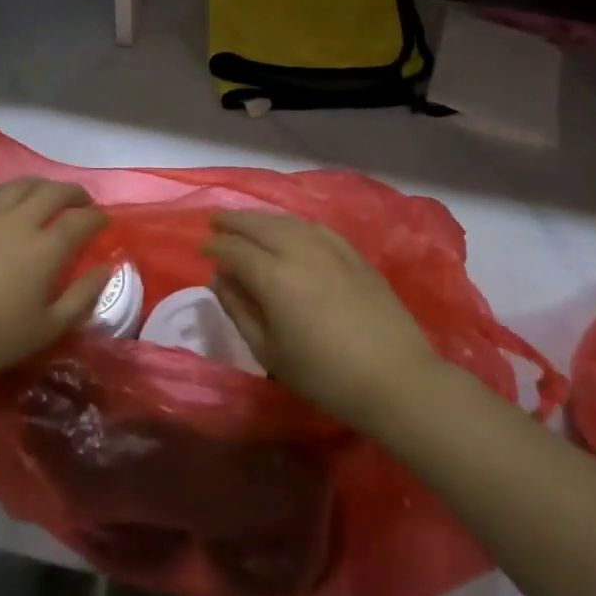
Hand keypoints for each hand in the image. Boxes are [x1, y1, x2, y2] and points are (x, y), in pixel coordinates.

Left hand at [0, 178, 108, 387]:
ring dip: (41, 187)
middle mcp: (19, 220)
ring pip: (20, 185)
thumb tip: (106, 268)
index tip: (103, 223)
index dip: (98, 218)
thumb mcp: (47, 328)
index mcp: (46, 247)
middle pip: (55, 191)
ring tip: (45, 197)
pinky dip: (2, 191)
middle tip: (81, 203)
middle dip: (75, 193)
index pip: (82, 220)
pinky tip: (2, 200)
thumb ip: (83, 296)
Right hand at [202, 212, 437, 431]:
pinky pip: (314, 227)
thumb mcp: (269, 352)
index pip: (234, 250)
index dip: (215, 246)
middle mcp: (298, 250)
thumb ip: (239, 310)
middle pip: (258, 224)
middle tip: (216, 221)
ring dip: (261, 218)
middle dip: (233, 221)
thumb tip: (220, 279)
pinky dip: (293, 223)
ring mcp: (329, 247)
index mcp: (273, 276)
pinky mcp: (352, 252)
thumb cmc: (324, 375)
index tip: (201, 247)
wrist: (394, 377)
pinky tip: (289, 229)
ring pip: (286, 220)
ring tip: (247, 222)